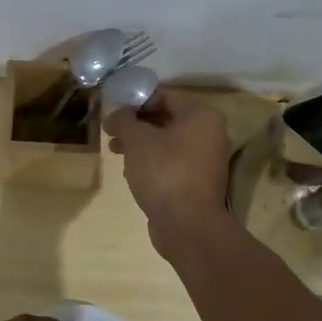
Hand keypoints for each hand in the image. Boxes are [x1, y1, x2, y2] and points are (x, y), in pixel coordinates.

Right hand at [103, 90, 233, 257]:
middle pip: (166, 118)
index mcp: (201, 115)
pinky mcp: (199, 181)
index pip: (164, 95)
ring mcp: (207, 159)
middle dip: (136, 123)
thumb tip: (115, 113)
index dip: (135, 100)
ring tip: (115, 149)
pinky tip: (131, 169)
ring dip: (141, 143)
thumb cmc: (164, 172)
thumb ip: (124, 119)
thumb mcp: (137, 140)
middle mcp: (210, 133)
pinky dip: (153, 161)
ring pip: (168, 141)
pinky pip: (172, 162)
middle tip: (111, 130)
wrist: (188, 225)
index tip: (113, 110)